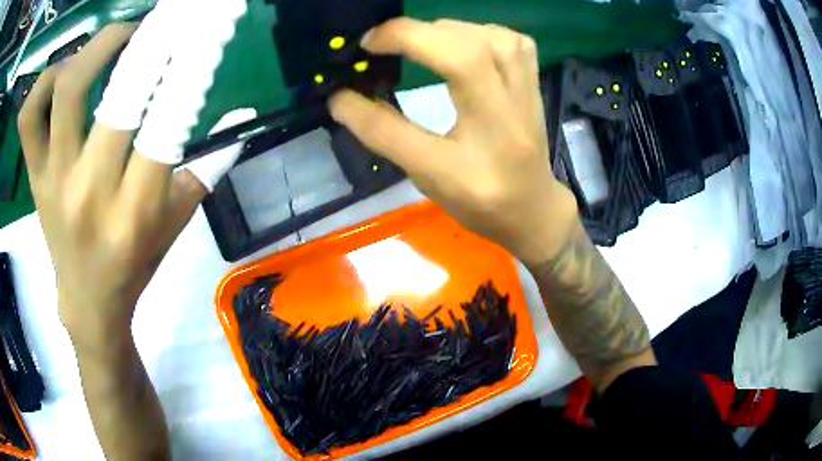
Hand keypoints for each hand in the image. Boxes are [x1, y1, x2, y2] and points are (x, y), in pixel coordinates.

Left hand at [19, 16, 246, 340]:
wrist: (88, 302)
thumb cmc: (135, 264)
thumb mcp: (177, 223)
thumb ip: (208, 165)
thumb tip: (240, 113)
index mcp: (134, 211)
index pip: (166, 123)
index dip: (190, 66)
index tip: (208, 28)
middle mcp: (90, 191)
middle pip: (117, 95)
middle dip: (152, 41)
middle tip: (169, 16)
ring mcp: (53, 180)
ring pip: (65, 90)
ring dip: (94, 48)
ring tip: (115, 38)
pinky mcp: (34, 176)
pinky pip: (29, 115)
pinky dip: (43, 82)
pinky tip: (62, 74)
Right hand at [329, 18, 578, 266]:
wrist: (532, 208)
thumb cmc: (479, 200)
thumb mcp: (427, 176)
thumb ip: (384, 134)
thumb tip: (340, 98)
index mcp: (487, 132)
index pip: (446, 67)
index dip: (399, 46)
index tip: (362, 50)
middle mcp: (512, 101)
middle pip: (466, 45)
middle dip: (414, 34)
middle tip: (379, 43)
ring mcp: (528, 86)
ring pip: (486, 34)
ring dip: (442, 31)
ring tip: (416, 43)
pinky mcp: (532, 79)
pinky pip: (507, 38)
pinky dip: (476, 31)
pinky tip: (459, 43)